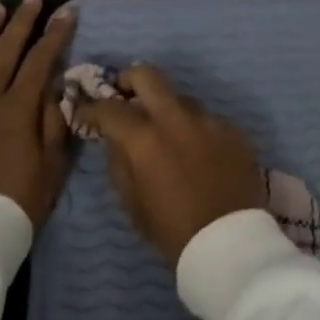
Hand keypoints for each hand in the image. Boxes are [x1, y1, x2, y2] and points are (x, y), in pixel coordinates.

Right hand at [75, 64, 266, 264]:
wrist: (230, 244)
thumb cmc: (173, 231)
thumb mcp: (133, 203)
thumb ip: (120, 162)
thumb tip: (116, 139)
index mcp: (146, 139)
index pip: (110, 108)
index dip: (91, 108)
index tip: (85, 113)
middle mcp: (177, 119)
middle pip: (148, 75)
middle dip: (129, 80)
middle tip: (123, 94)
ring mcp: (210, 120)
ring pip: (182, 98)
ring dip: (167, 109)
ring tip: (167, 134)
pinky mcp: (234, 130)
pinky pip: (207, 120)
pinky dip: (195, 130)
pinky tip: (198, 153)